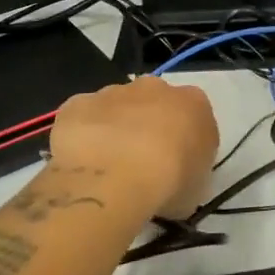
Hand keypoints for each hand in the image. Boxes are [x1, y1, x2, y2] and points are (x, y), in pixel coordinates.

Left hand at [46, 77, 218, 219]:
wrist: (115, 176)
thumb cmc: (169, 183)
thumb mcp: (197, 187)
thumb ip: (190, 171)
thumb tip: (177, 177)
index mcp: (193, 102)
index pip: (193, 115)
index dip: (183, 140)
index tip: (176, 165)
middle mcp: (155, 87)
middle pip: (153, 102)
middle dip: (147, 126)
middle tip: (140, 164)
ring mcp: (113, 92)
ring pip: (115, 107)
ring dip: (113, 129)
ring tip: (107, 169)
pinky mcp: (78, 103)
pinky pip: (82, 118)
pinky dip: (81, 136)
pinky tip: (81, 163)